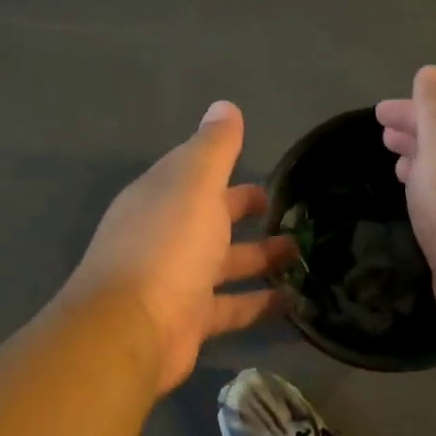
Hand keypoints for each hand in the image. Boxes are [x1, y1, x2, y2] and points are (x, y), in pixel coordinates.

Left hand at [66, 101, 296, 395]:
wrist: (132, 329)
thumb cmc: (167, 246)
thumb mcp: (194, 184)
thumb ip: (213, 148)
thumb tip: (225, 106)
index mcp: (161, 197)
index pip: (195, 173)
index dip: (226, 167)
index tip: (265, 169)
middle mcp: (165, 236)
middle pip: (212, 218)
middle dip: (246, 212)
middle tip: (292, 212)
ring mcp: (177, 280)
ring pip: (226, 263)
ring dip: (261, 257)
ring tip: (302, 252)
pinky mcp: (191, 320)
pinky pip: (233, 306)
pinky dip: (261, 303)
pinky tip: (295, 300)